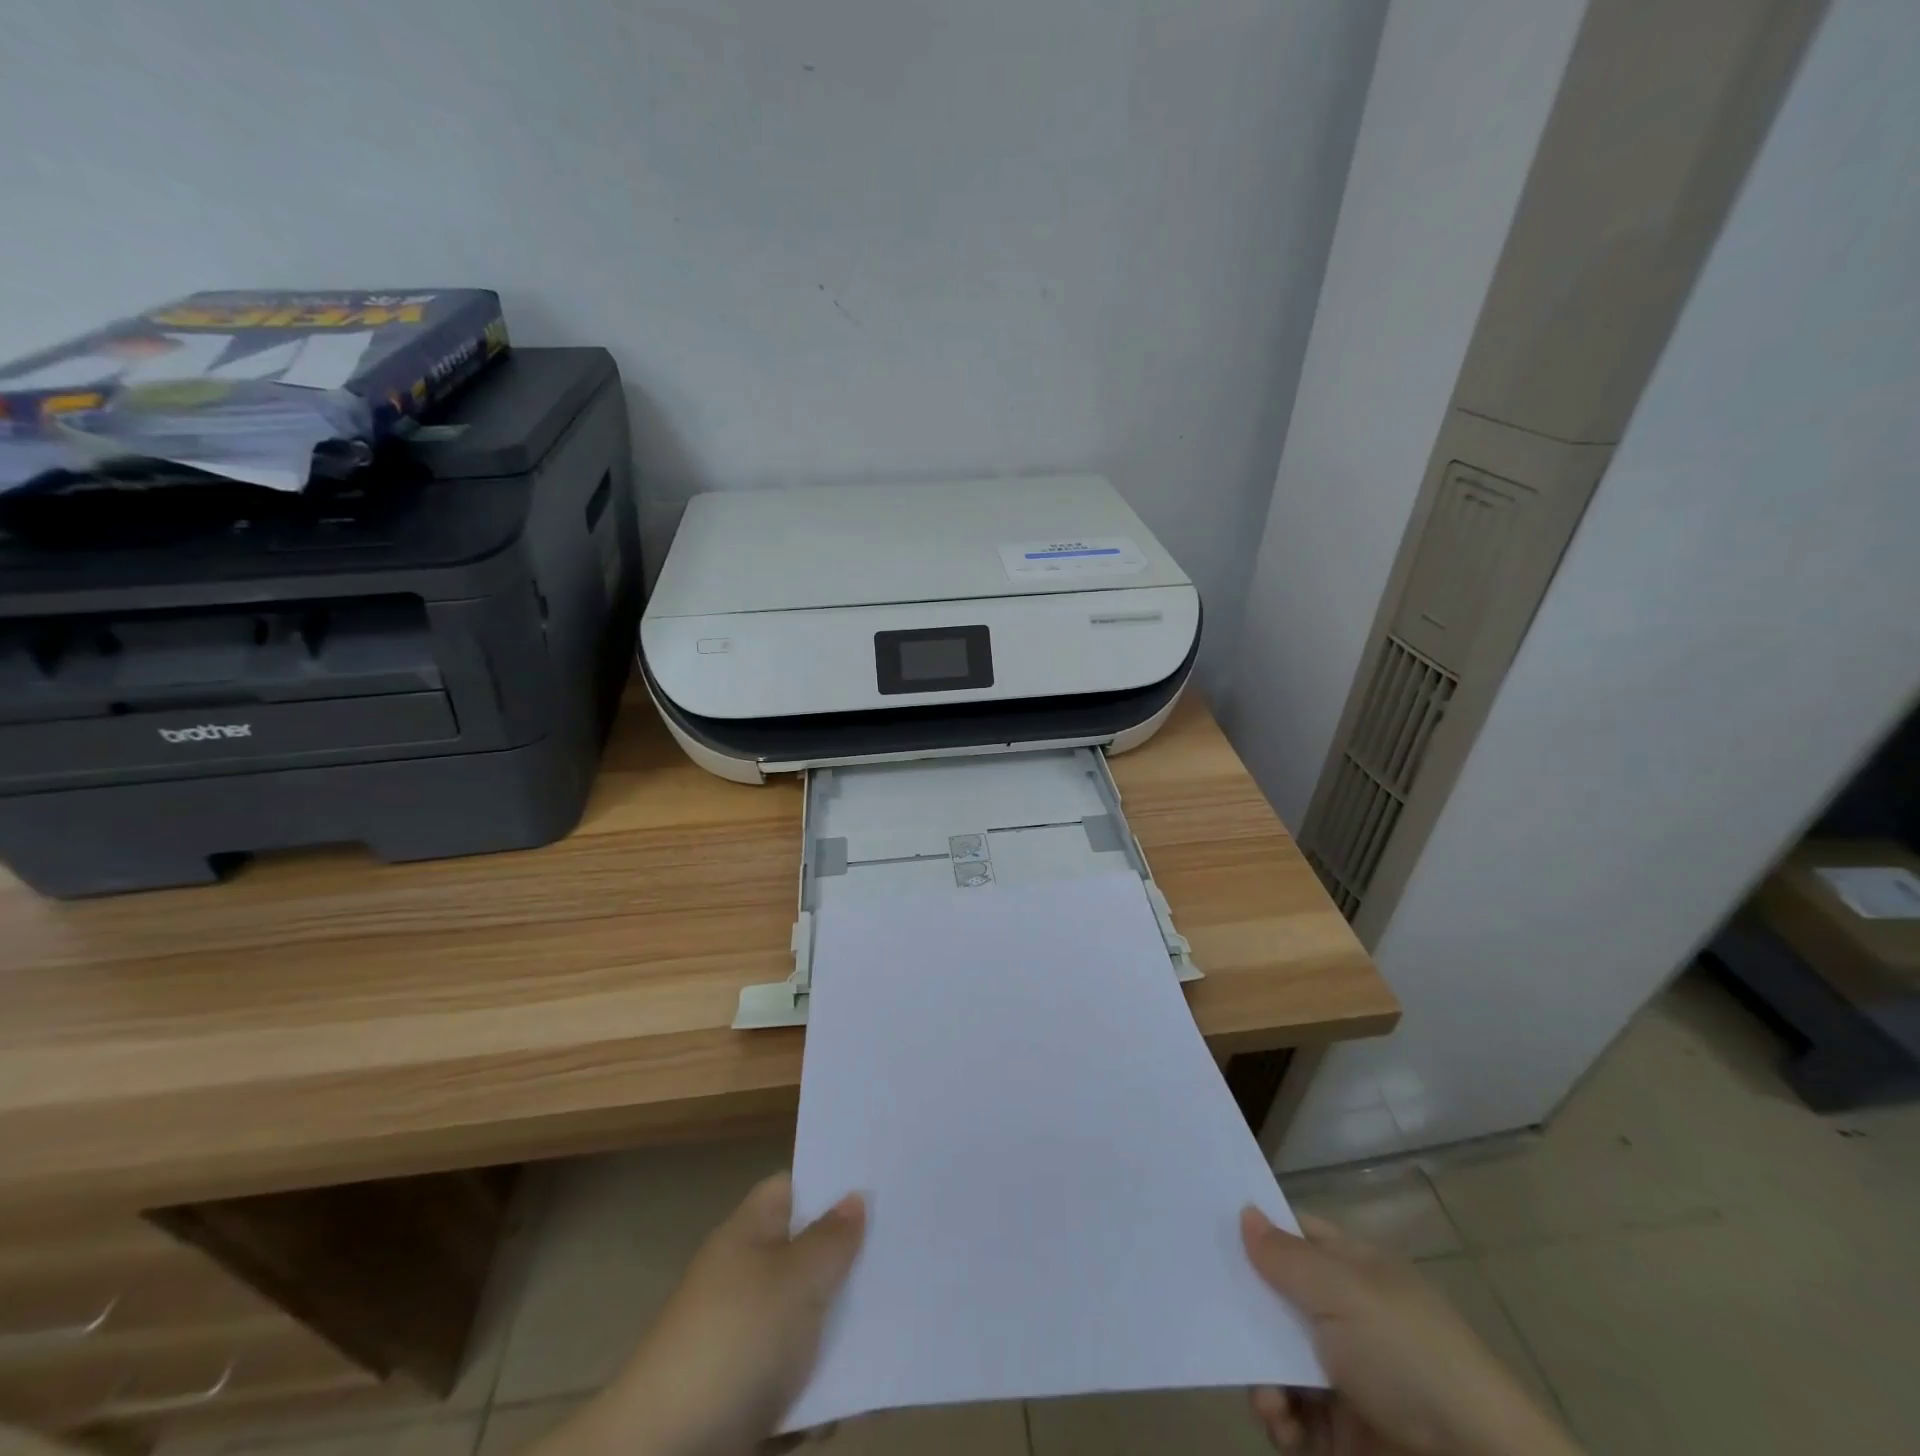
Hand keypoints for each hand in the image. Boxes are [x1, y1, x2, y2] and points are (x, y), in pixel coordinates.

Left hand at [539, 1174, 864, 1455]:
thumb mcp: (796, 1280)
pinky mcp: (744, 1398)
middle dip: (850, 1265)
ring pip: (808, 1320)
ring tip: (896, 1331)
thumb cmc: (735, 1343)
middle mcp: (745, 1276)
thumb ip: (833, 1238)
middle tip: (906, 1259)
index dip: (836, 1184)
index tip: (885, 1188)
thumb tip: (855, 1196)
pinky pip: (797, 1379)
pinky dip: (822, 1389)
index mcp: (749, 1232)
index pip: (796, 1187)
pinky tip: (854, 1401)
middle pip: (807, 1255)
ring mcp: (743, 1338)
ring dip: (842, 1334)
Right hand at [1242, 1209, 1579, 1455]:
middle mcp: (1346, 1316)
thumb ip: (1286, 1256)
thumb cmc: (1408, 1357)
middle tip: (1215, 1318)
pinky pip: (1290, 1414)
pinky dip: (1278, 1418)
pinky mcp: (1341, 1434)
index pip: (1294, 1235)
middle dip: (1244, 1313)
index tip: (1205, 1231)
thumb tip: (1245, 1212)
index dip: (1254, 1230)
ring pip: (1275, 1359)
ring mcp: (1344, 1377)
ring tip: (1269, 1400)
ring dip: (1260, 1375)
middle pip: (1275, 1299)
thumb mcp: (1344, 1292)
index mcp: (1354, 1270)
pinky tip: (1281, 1423)